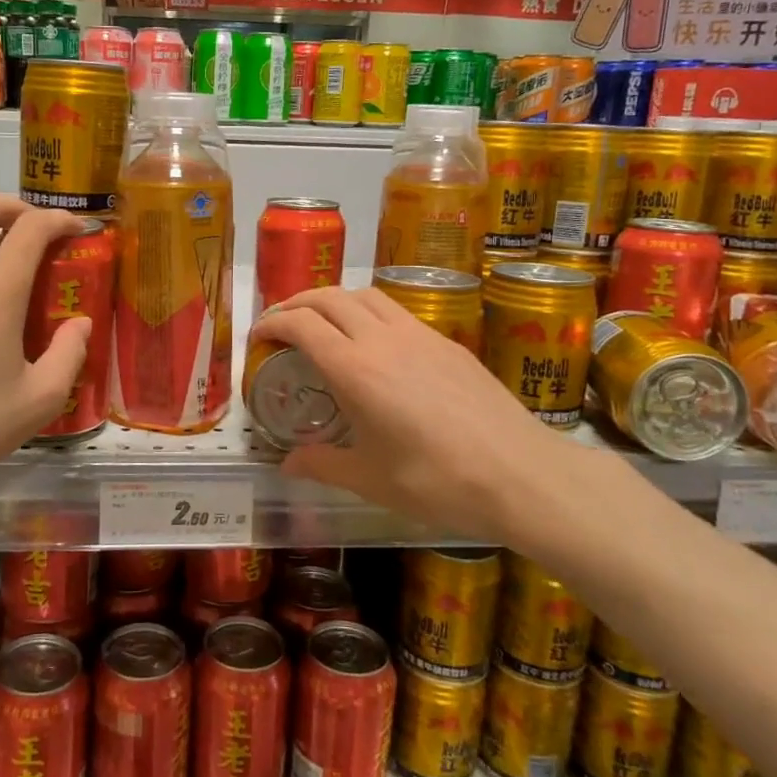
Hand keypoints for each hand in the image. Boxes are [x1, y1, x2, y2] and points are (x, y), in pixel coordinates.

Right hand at [253, 286, 597, 543]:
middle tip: (280, 323)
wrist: (519, 473)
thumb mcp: (370, 480)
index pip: (302, 325)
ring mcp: (419, 335)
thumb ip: (322, 464)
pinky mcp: (446, 342)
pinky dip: (368, 311)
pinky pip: (396, 310)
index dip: (272, 323)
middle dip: (296, 303)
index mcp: (355, 369)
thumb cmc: (436, 481)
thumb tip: (287, 463)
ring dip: (334, 300)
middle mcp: (382, 339)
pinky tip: (374, 341)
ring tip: (322, 322)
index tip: (257, 336)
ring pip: (366, 295)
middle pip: (329, 298)